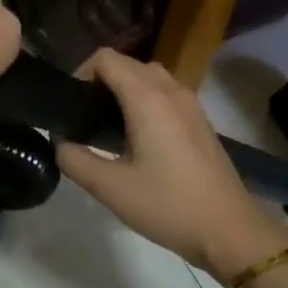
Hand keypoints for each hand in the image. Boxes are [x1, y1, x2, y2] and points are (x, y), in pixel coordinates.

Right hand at [57, 49, 287, 278]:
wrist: (228, 228)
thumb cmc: (167, 205)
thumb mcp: (111, 188)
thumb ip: (75, 160)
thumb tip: (59, 141)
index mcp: (148, 98)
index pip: (106, 58)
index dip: (81, 73)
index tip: (70, 105)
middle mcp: (171, 90)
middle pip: (128, 64)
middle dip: (101, 82)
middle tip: (83, 119)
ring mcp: (190, 103)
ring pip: (149, 77)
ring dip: (125, 90)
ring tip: (107, 128)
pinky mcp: (200, 120)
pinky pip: (166, 93)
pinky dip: (145, 101)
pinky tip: (137, 139)